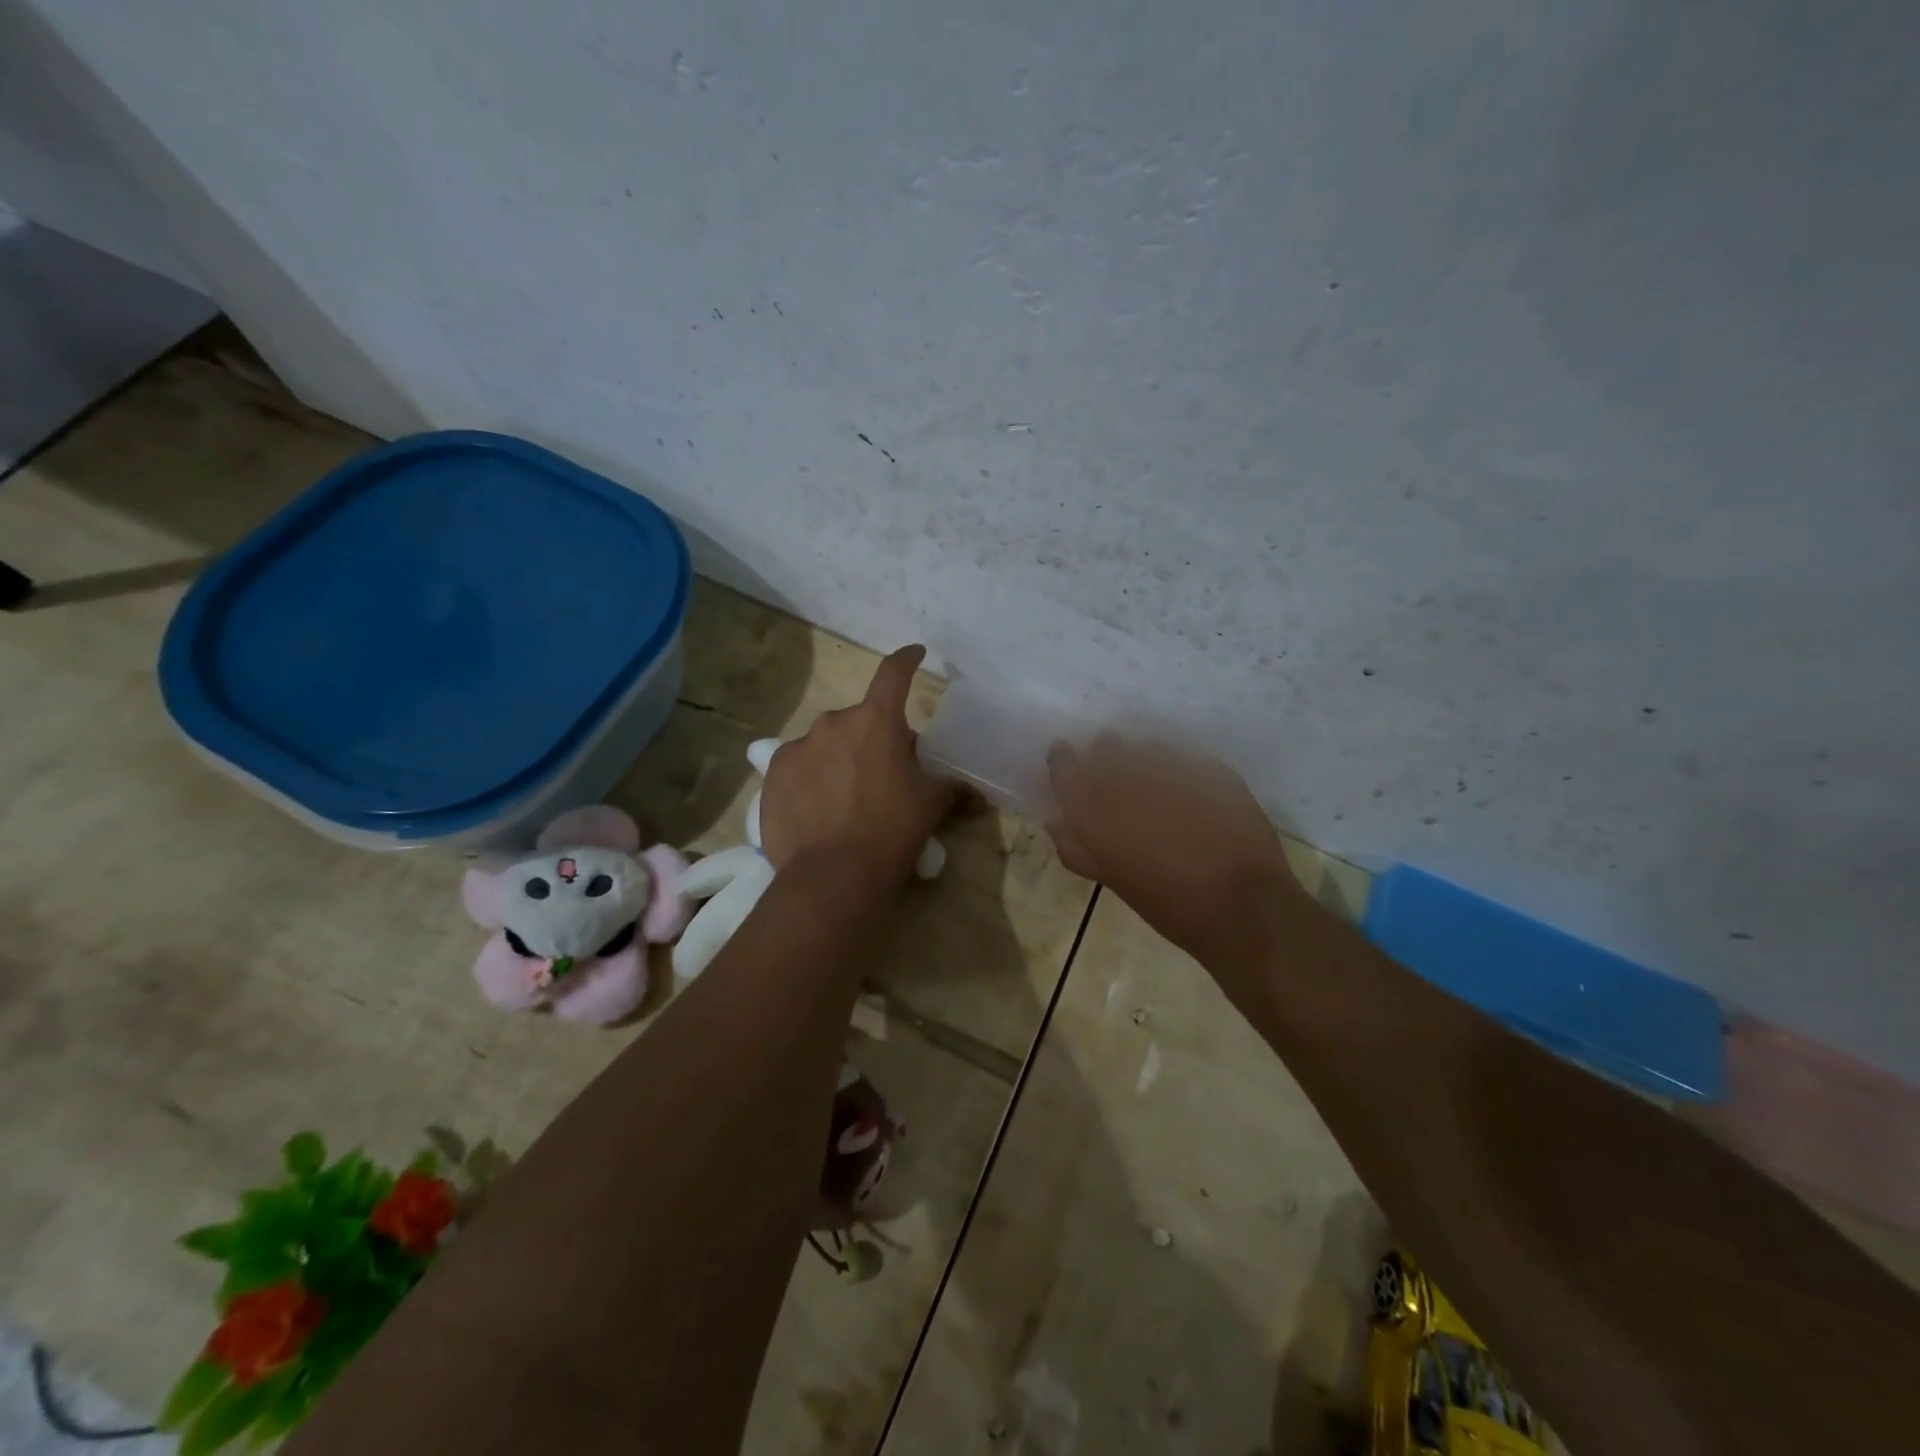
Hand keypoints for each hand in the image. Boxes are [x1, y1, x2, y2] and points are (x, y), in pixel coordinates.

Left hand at [759, 646, 956, 882]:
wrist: (832, 876)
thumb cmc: (891, 831)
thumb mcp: (930, 806)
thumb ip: (953, 791)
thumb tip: (978, 797)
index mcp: (876, 721)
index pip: (894, 674)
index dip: (907, 660)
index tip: (915, 654)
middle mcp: (833, 723)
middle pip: (860, 720)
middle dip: (874, 738)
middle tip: (884, 773)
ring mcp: (797, 748)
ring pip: (826, 743)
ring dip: (839, 758)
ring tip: (847, 798)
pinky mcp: (773, 775)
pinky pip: (798, 766)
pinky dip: (810, 778)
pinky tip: (817, 810)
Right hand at [1047, 736, 1312, 972]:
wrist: (1244, 910)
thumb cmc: (1169, 906)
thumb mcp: (1114, 881)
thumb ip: (1078, 849)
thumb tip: (1057, 821)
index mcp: (1097, 814)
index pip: (1066, 771)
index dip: (1062, 761)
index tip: (1064, 754)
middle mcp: (1130, 784)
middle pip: (1105, 750)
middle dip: (1103, 753)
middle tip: (1107, 760)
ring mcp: (1174, 772)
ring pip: (1145, 749)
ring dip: (1140, 757)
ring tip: (1148, 775)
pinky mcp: (1213, 770)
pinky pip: (1183, 758)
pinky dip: (1176, 767)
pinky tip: (1185, 787)